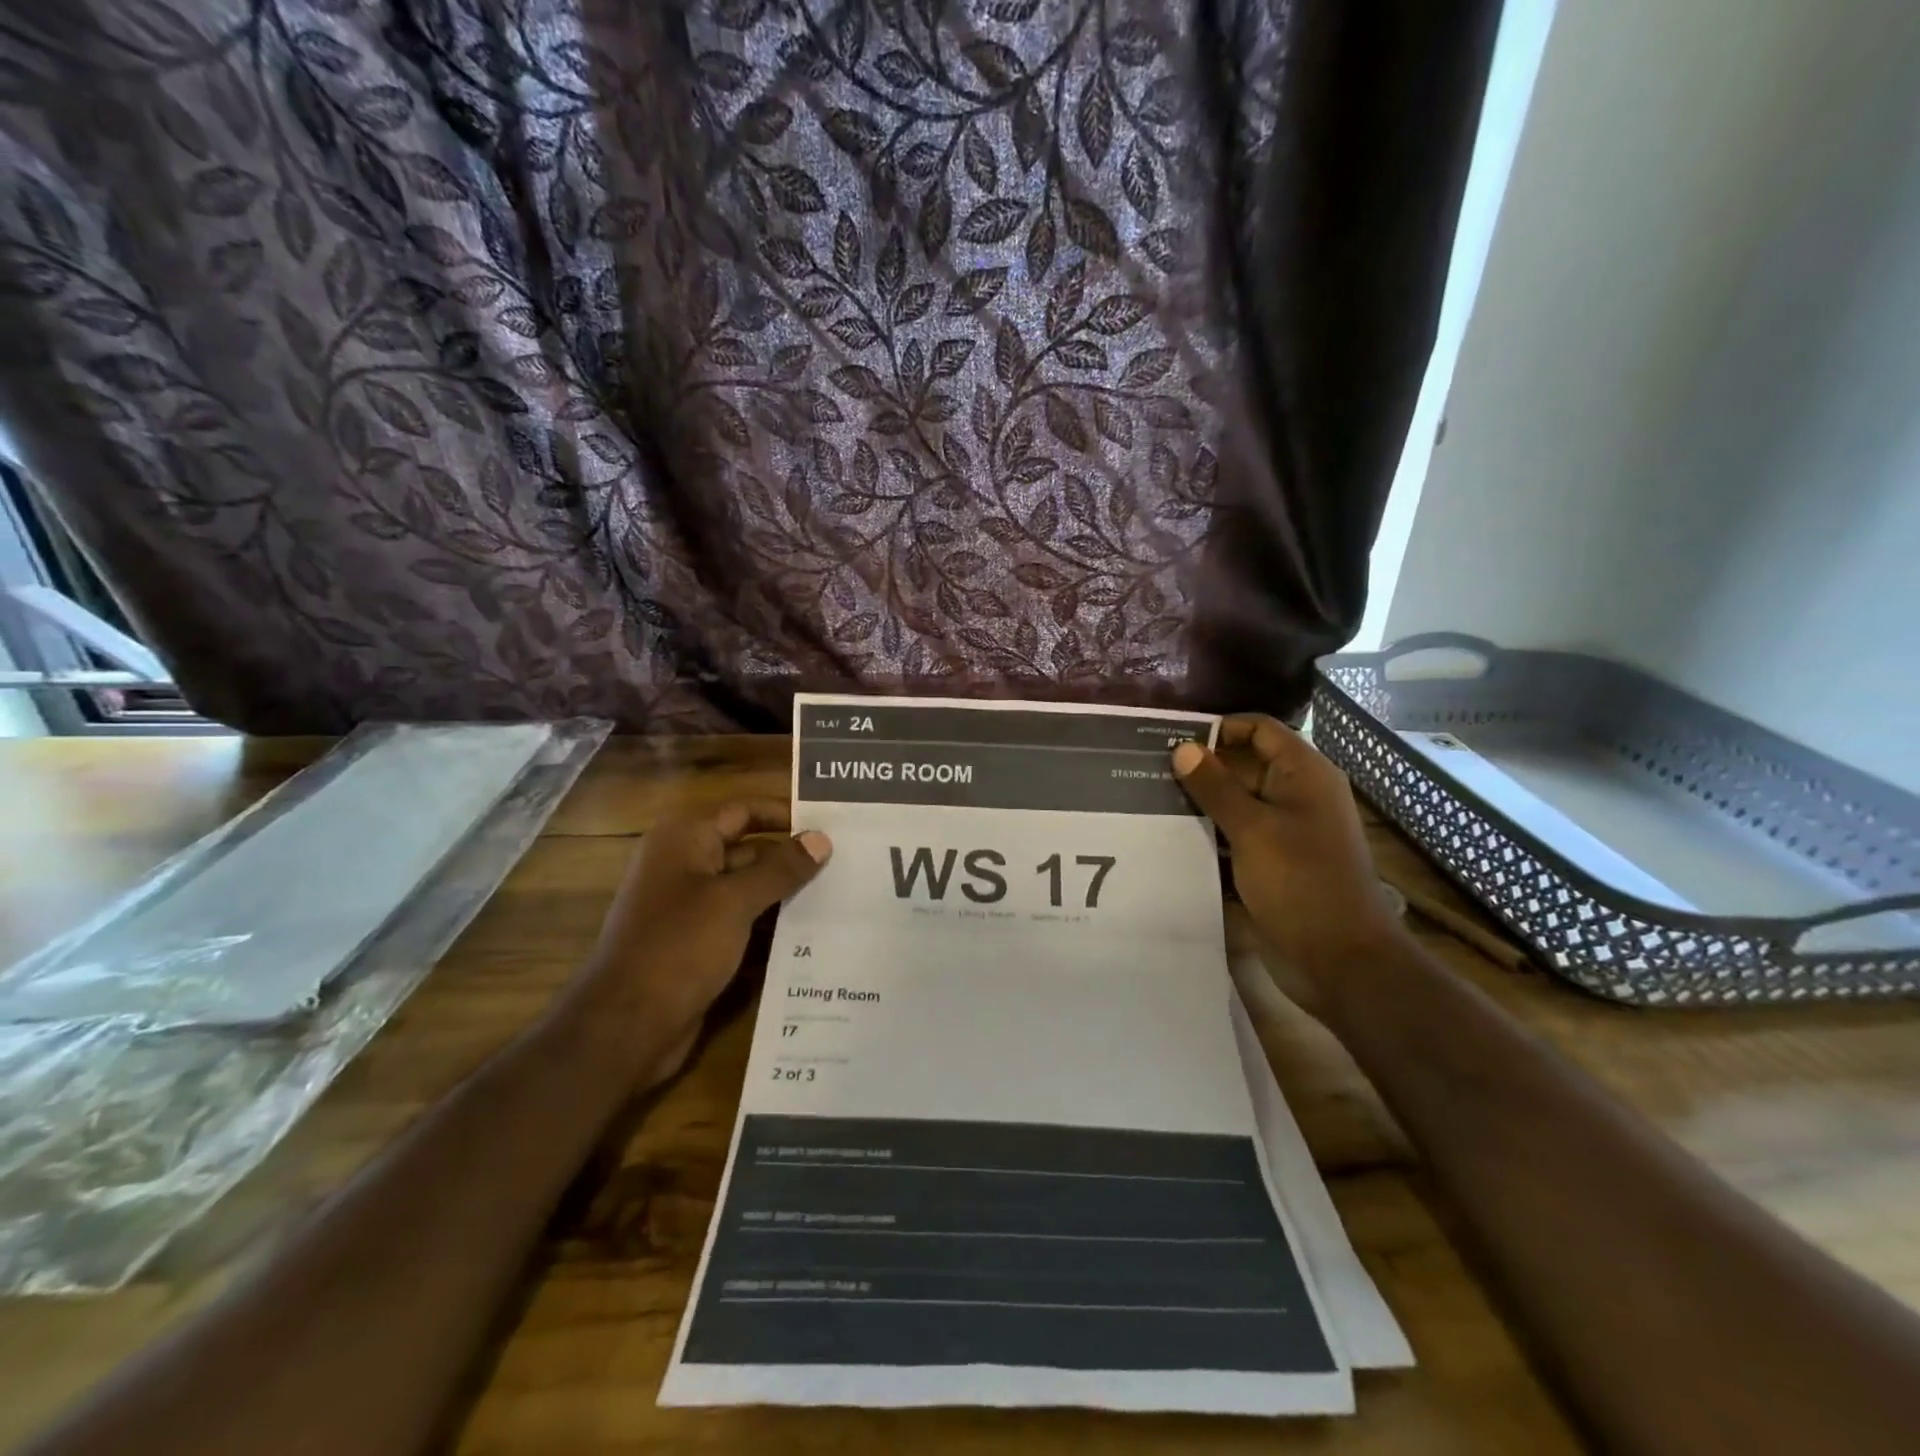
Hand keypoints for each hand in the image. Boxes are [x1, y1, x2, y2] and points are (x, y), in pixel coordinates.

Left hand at [577, 801, 830, 1085]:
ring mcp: (691, 907)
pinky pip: (743, 922)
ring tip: (841, 894)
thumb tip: (821, 838)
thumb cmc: (679, 947)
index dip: (784, 814)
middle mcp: (686, 865)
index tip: (831, 823)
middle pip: (749, 849)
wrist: (626, 1026)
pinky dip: (771, 923)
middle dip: (792, 857)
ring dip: (786, 892)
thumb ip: (780, 868)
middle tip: (846, 861)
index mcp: (685, 840)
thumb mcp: (735, 901)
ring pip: (749, 888)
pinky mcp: (699, 943)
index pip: (743, 811)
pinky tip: (813, 932)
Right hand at [1172, 716, 1405, 1009]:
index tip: (1171, 739)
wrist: (1339, 958)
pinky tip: (1170, 832)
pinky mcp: (1272, 860)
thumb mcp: (1253, 829)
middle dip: (1201, 765)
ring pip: (1236, 800)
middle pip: (1244, 763)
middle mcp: (1296, 794)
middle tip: (1148, 769)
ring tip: (1150, 797)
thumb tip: (1181, 748)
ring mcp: (1284, 829)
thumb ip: (1215, 787)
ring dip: (1200, 800)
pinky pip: (1236, 832)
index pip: (1258, 729)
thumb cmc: (1301, 882)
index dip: (1218, 728)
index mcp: (1304, 774)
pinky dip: (1210, 830)